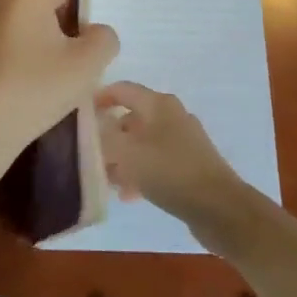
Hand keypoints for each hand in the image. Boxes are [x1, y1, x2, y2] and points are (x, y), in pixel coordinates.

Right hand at [96, 82, 244, 229]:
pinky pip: (156, 162)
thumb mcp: (126, 153)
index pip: (122, 89)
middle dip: (108, 135)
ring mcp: (183, 140)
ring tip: (106, 180)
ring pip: (142, 143)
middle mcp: (171, 115)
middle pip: (131, 117)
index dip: (99, 98)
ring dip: (122, 159)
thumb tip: (92, 127)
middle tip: (89, 154)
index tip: (78, 115)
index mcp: (158, 104)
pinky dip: (140, 173)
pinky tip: (128, 195)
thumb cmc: (169, 171)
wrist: (219, 207)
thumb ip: (103, 136)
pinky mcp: (189, 164)